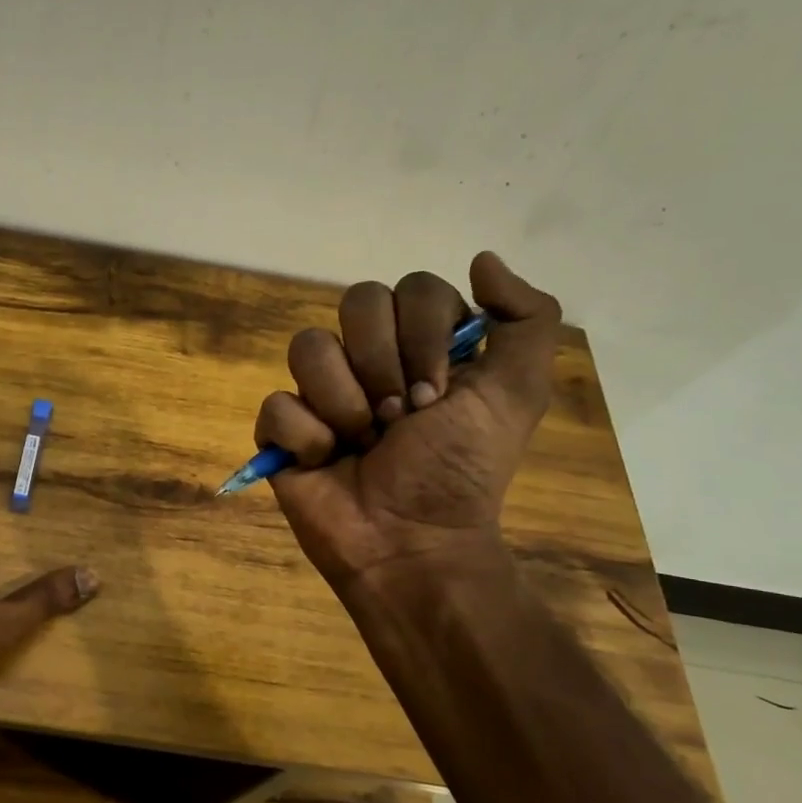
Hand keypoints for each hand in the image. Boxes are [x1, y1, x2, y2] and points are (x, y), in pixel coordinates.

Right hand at [255, 254, 560, 594]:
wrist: (411, 544)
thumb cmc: (460, 471)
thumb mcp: (516, 394)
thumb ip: (524, 319)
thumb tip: (481, 258)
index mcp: (422, 345)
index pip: (412, 288)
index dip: (424, 336)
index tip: (440, 395)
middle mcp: (369, 358)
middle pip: (356, 303)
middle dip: (384, 365)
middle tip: (400, 417)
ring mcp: (320, 392)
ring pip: (308, 347)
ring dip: (344, 404)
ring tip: (361, 444)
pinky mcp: (281, 430)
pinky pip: (276, 404)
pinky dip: (307, 438)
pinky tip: (325, 462)